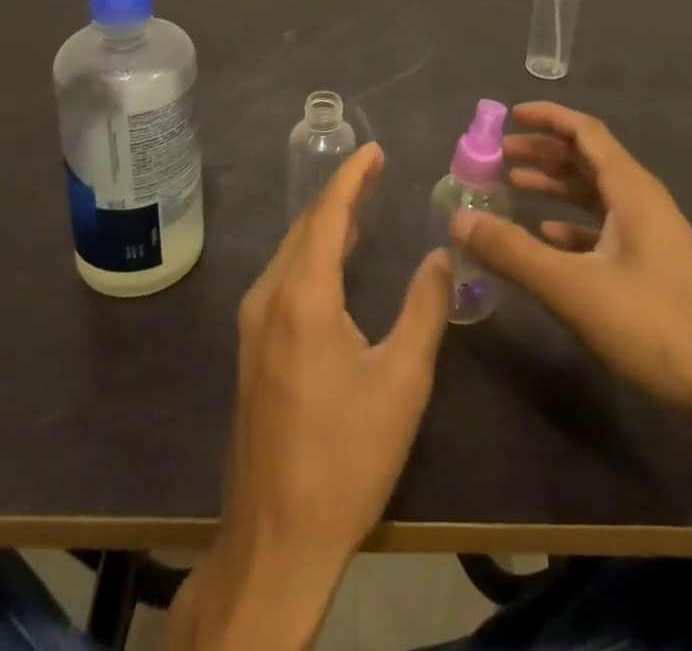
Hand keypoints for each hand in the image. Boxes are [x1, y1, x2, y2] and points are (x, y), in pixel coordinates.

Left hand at [176, 144, 451, 650]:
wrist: (276, 541)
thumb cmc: (346, 458)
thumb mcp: (402, 381)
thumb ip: (425, 308)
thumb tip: (440, 254)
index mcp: (303, 297)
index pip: (327, 215)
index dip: (352, 177)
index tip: (374, 150)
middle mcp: (269, 298)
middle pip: (305, 227)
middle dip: (340, 194)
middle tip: (376, 171)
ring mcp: (253, 325)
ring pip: (290, 252)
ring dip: (325, 223)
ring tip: (362, 204)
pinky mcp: (252, 349)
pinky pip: (283, 277)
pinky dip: (312, 253)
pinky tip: (334, 259)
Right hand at [451, 101, 691, 424]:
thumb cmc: (656, 326)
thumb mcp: (574, 288)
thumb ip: (514, 252)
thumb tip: (459, 220)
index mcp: (631, 189)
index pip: (585, 132)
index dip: (547, 117)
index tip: (509, 115)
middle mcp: (643, 200)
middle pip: (588, 159)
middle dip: (543, 152)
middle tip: (498, 156)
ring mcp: (653, 234)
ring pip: (596, 194)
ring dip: (555, 186)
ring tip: (513, 189)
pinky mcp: (655, 264)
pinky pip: (606, 226)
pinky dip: (573, 223)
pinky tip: (549, 237)